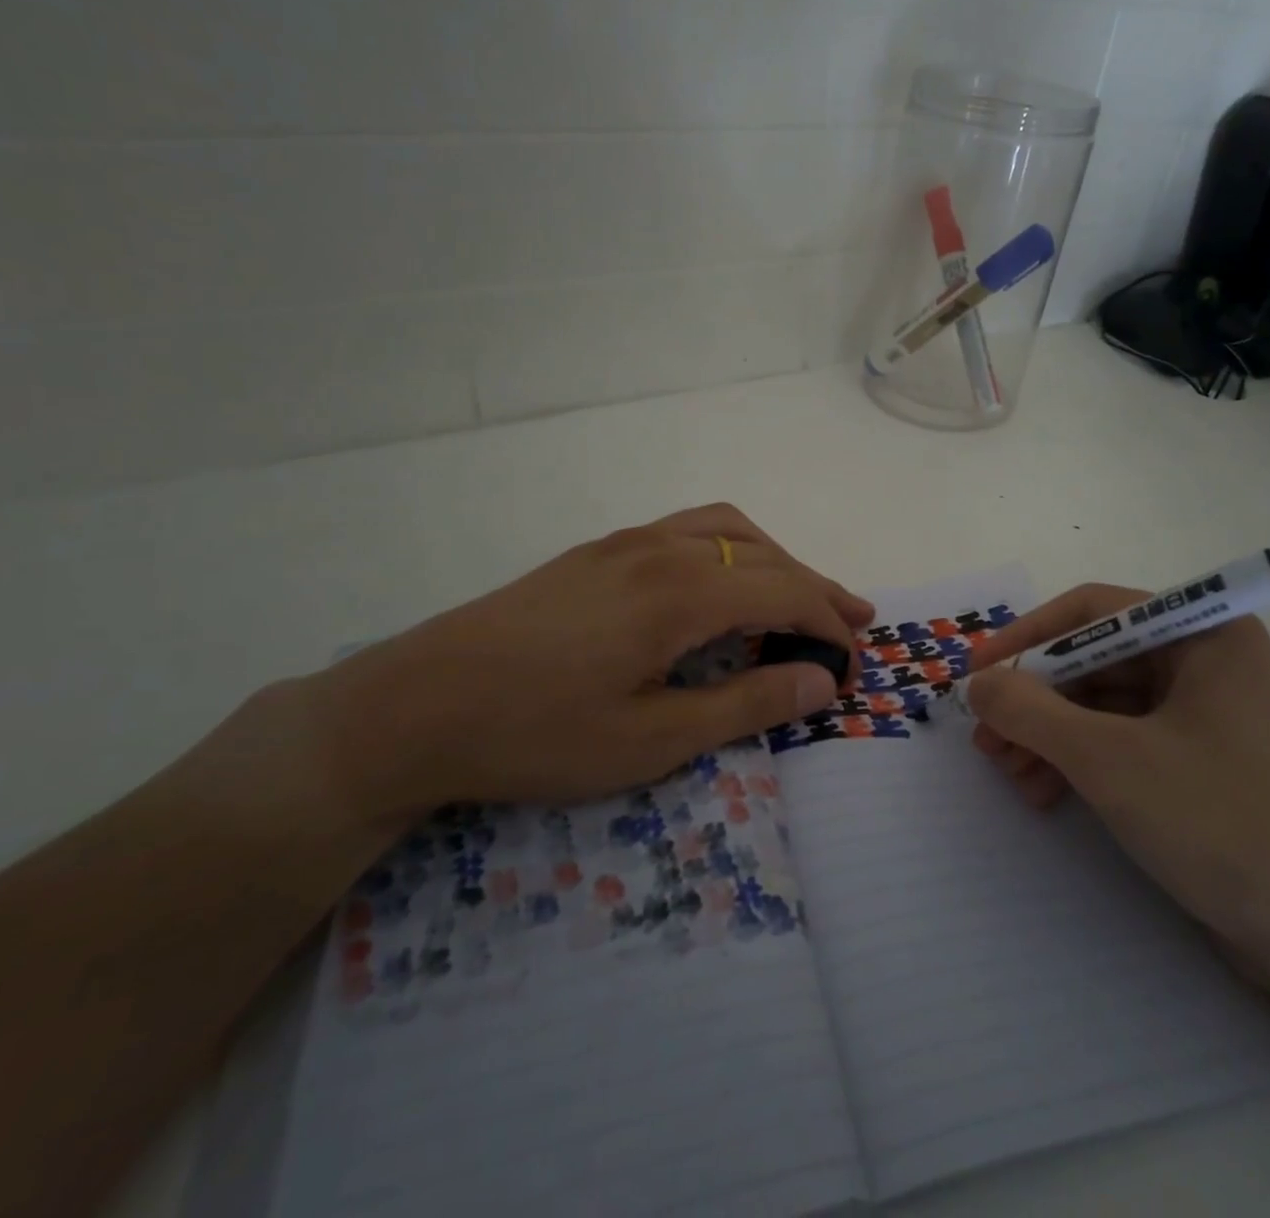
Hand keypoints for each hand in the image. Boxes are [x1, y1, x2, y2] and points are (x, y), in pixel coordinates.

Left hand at [300, 504, 871, 819]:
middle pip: (763, 555)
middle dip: (815, 587)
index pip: (784, 593)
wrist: (415, 707)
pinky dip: (730, 548)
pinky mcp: (596, 552)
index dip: (828, 624)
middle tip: (854, 620)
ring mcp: (624, 544)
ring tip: (799, 592)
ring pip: (725, 529)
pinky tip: (721, 582)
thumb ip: (745, 705)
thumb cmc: (537, 734)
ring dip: (774, 558)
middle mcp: (660, 550)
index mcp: (681, 592)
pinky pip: (686, 531)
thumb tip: (821, 683)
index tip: (854, 663)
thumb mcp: (652, 740)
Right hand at [965, 585, 1269, 952]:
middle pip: (1093, 661)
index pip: (1093, 611)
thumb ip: (1030, 711)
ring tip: (1006, 771)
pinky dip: (1077, 759)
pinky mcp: (1198, 760)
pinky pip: (1122, 739)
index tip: (978, 671)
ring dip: (1048, 734)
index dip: (1027, 637)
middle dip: (1033, 699)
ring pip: (1101, 704)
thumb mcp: (1107, 758)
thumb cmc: (1218, 821)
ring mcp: (1204, 713)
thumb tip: (978, 683)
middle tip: (985, 735)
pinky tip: (1042, 792)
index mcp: (1203, 634)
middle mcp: (1205, 660)